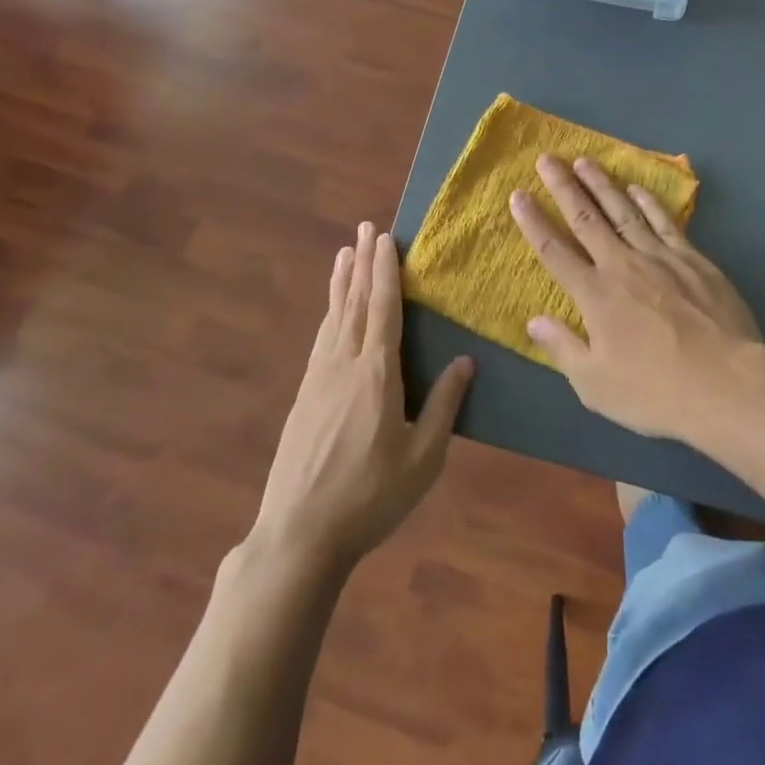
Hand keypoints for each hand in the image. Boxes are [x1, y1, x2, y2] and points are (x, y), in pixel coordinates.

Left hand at [251, 223, 472, 570]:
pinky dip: (329, 313)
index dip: (385, 270)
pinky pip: (321, 339)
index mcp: (377, 374)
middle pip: (356, 303)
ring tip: (344, 253)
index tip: (385, 237)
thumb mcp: (422, 458)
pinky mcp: (303, 396)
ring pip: (334, 317)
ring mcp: (318, 379)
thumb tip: (466, 359)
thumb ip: (444, 405)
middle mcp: (344, 365)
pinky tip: (331, 311)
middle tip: (365, 229)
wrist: (299, 535)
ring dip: (342, 282)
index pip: (384, 308)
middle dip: (362, 263)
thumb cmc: (370, 497)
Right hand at [509, 155, 760, 439]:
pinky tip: (636, 188)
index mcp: (594, 295)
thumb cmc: (655, 391)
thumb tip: (533, 320)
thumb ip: (562, 347)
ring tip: (585, 161)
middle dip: (563, 187)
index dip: (533, 222)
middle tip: (547, 159)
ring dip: (602, 184)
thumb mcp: (595, 385)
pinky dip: (647, 202)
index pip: (554, 251)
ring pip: (623, 211)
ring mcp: (659, 257)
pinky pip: (664, 222)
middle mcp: (621, 265)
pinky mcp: (692, 258)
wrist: (725, 382)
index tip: (518, 194)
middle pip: (586, 219)